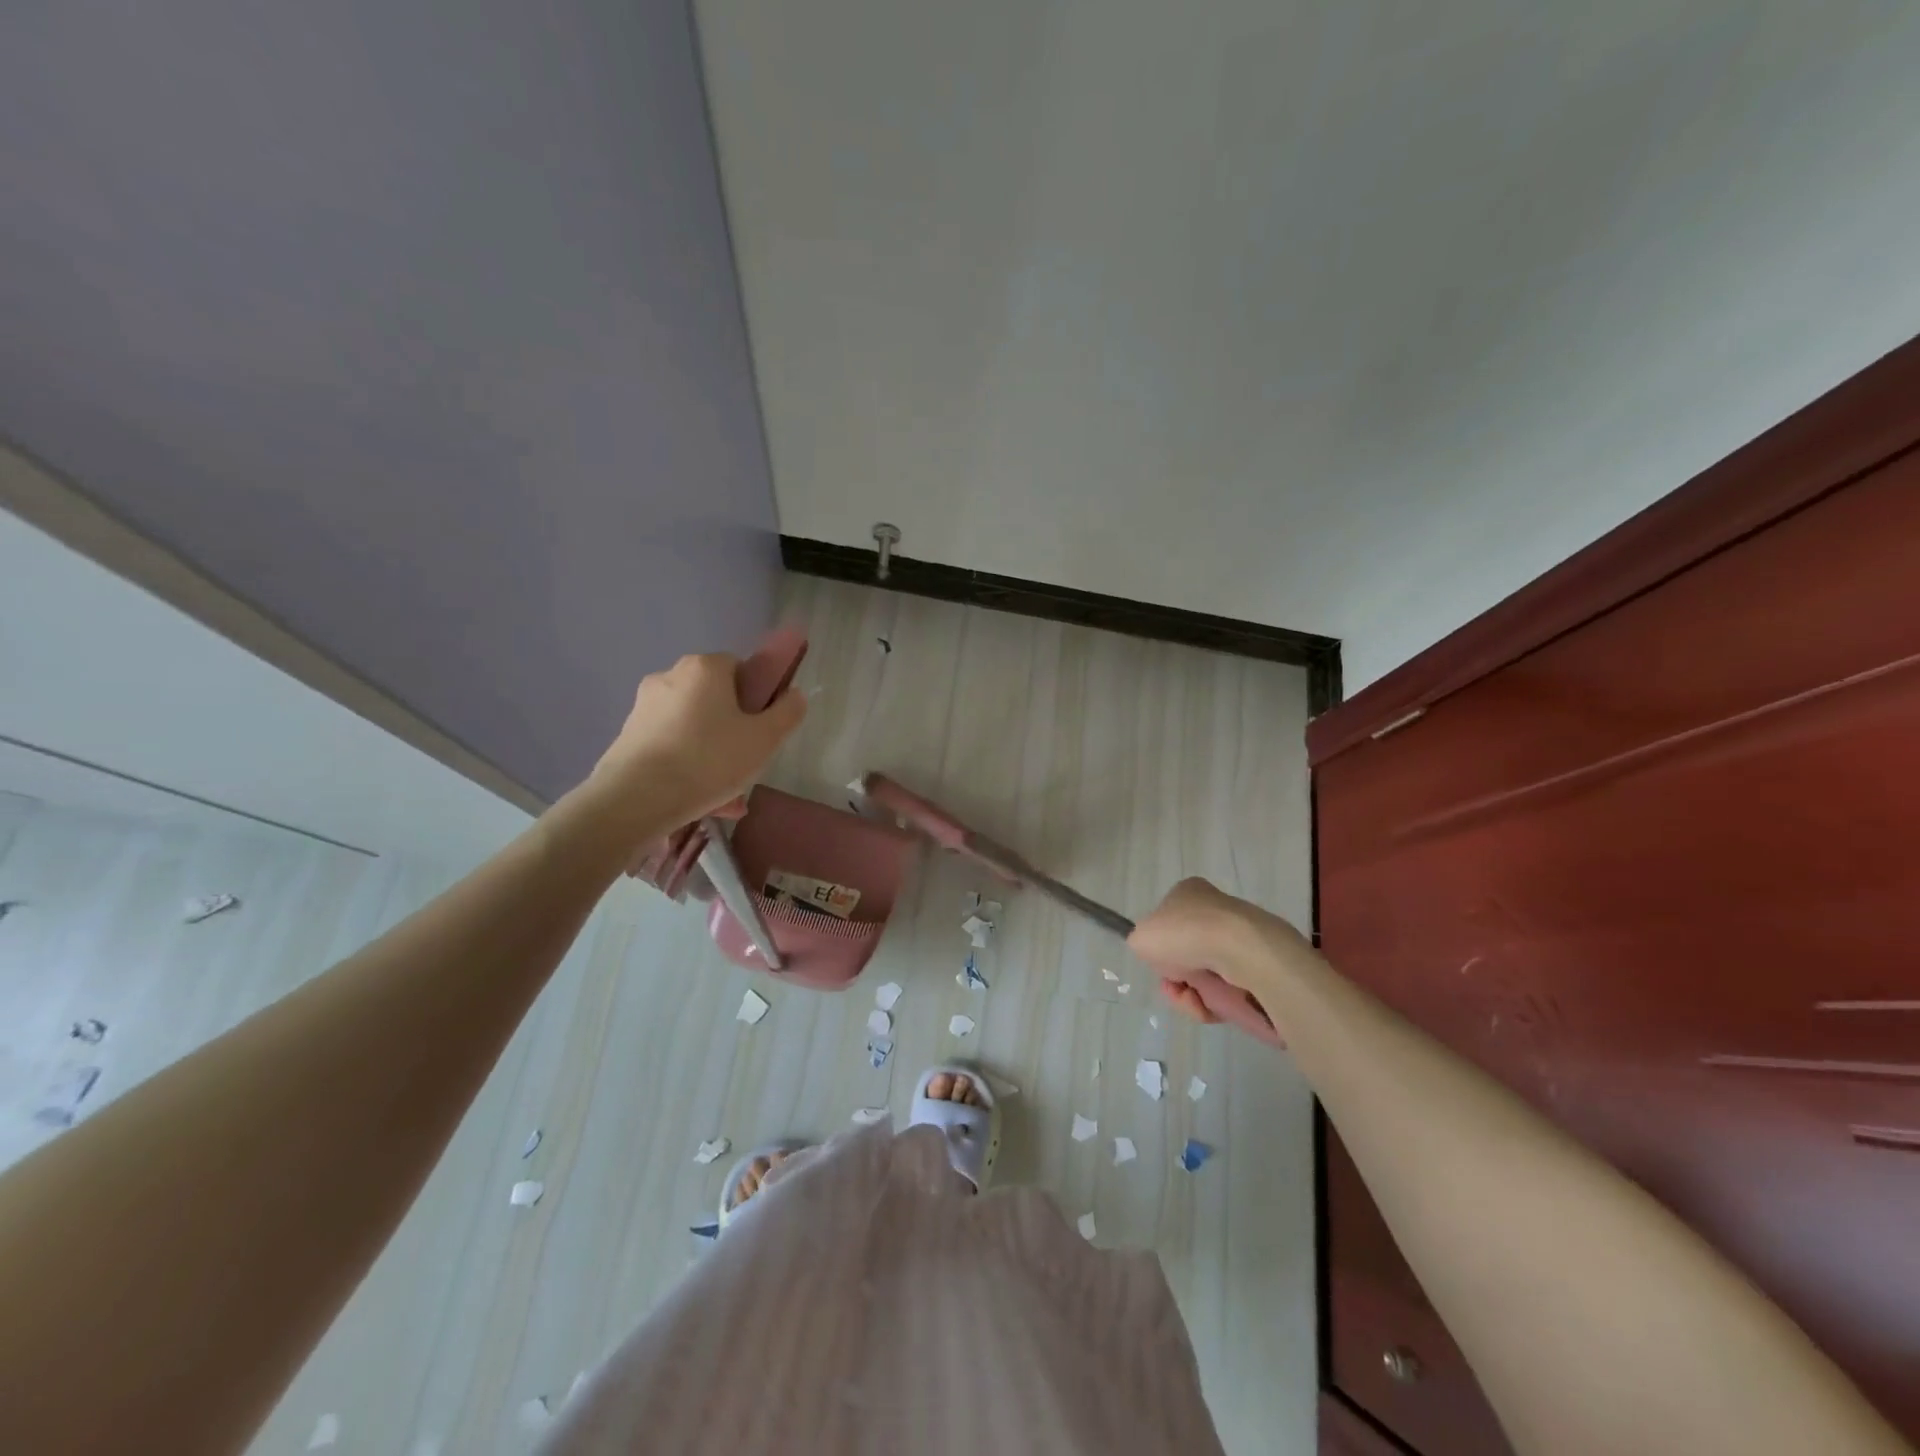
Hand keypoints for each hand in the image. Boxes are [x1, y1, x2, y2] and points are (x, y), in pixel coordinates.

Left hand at [589, 653, 806, 835]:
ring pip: (693, 726)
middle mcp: (670, 676)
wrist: (635, 799)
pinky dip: (686, 765)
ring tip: (724, 794)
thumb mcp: (764, 739)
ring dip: (711, 752)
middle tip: (746, 763)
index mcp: (705, 667)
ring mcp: (644, 706)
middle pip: (714, 698)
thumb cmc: (709, 760)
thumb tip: (794, 695)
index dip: (756, 697)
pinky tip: (699, 799)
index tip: (761, 728)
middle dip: (732, 728)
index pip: (740, 668)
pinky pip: (670, 745)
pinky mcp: (627, 736)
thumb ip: (787, 713)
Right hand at [1127, 877, 1308, 1031]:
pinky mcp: (1257, 967)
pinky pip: (1226, 992)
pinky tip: (1206, 1006)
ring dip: (1190, 994)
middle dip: (1175, 977)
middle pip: (1186, 954)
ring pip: (1205, 976)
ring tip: (1191, 999)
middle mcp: (1215, 911)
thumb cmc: (1183, 933)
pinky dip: (1212, 1004)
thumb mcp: (1142, 937)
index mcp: (1189, 893)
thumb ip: (1142, 944)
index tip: (1157, 961)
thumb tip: (1158, 956)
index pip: (1168, 921)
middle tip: (1171, 986)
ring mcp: (1238, 939)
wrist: (1237, 949)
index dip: (1160, 946)